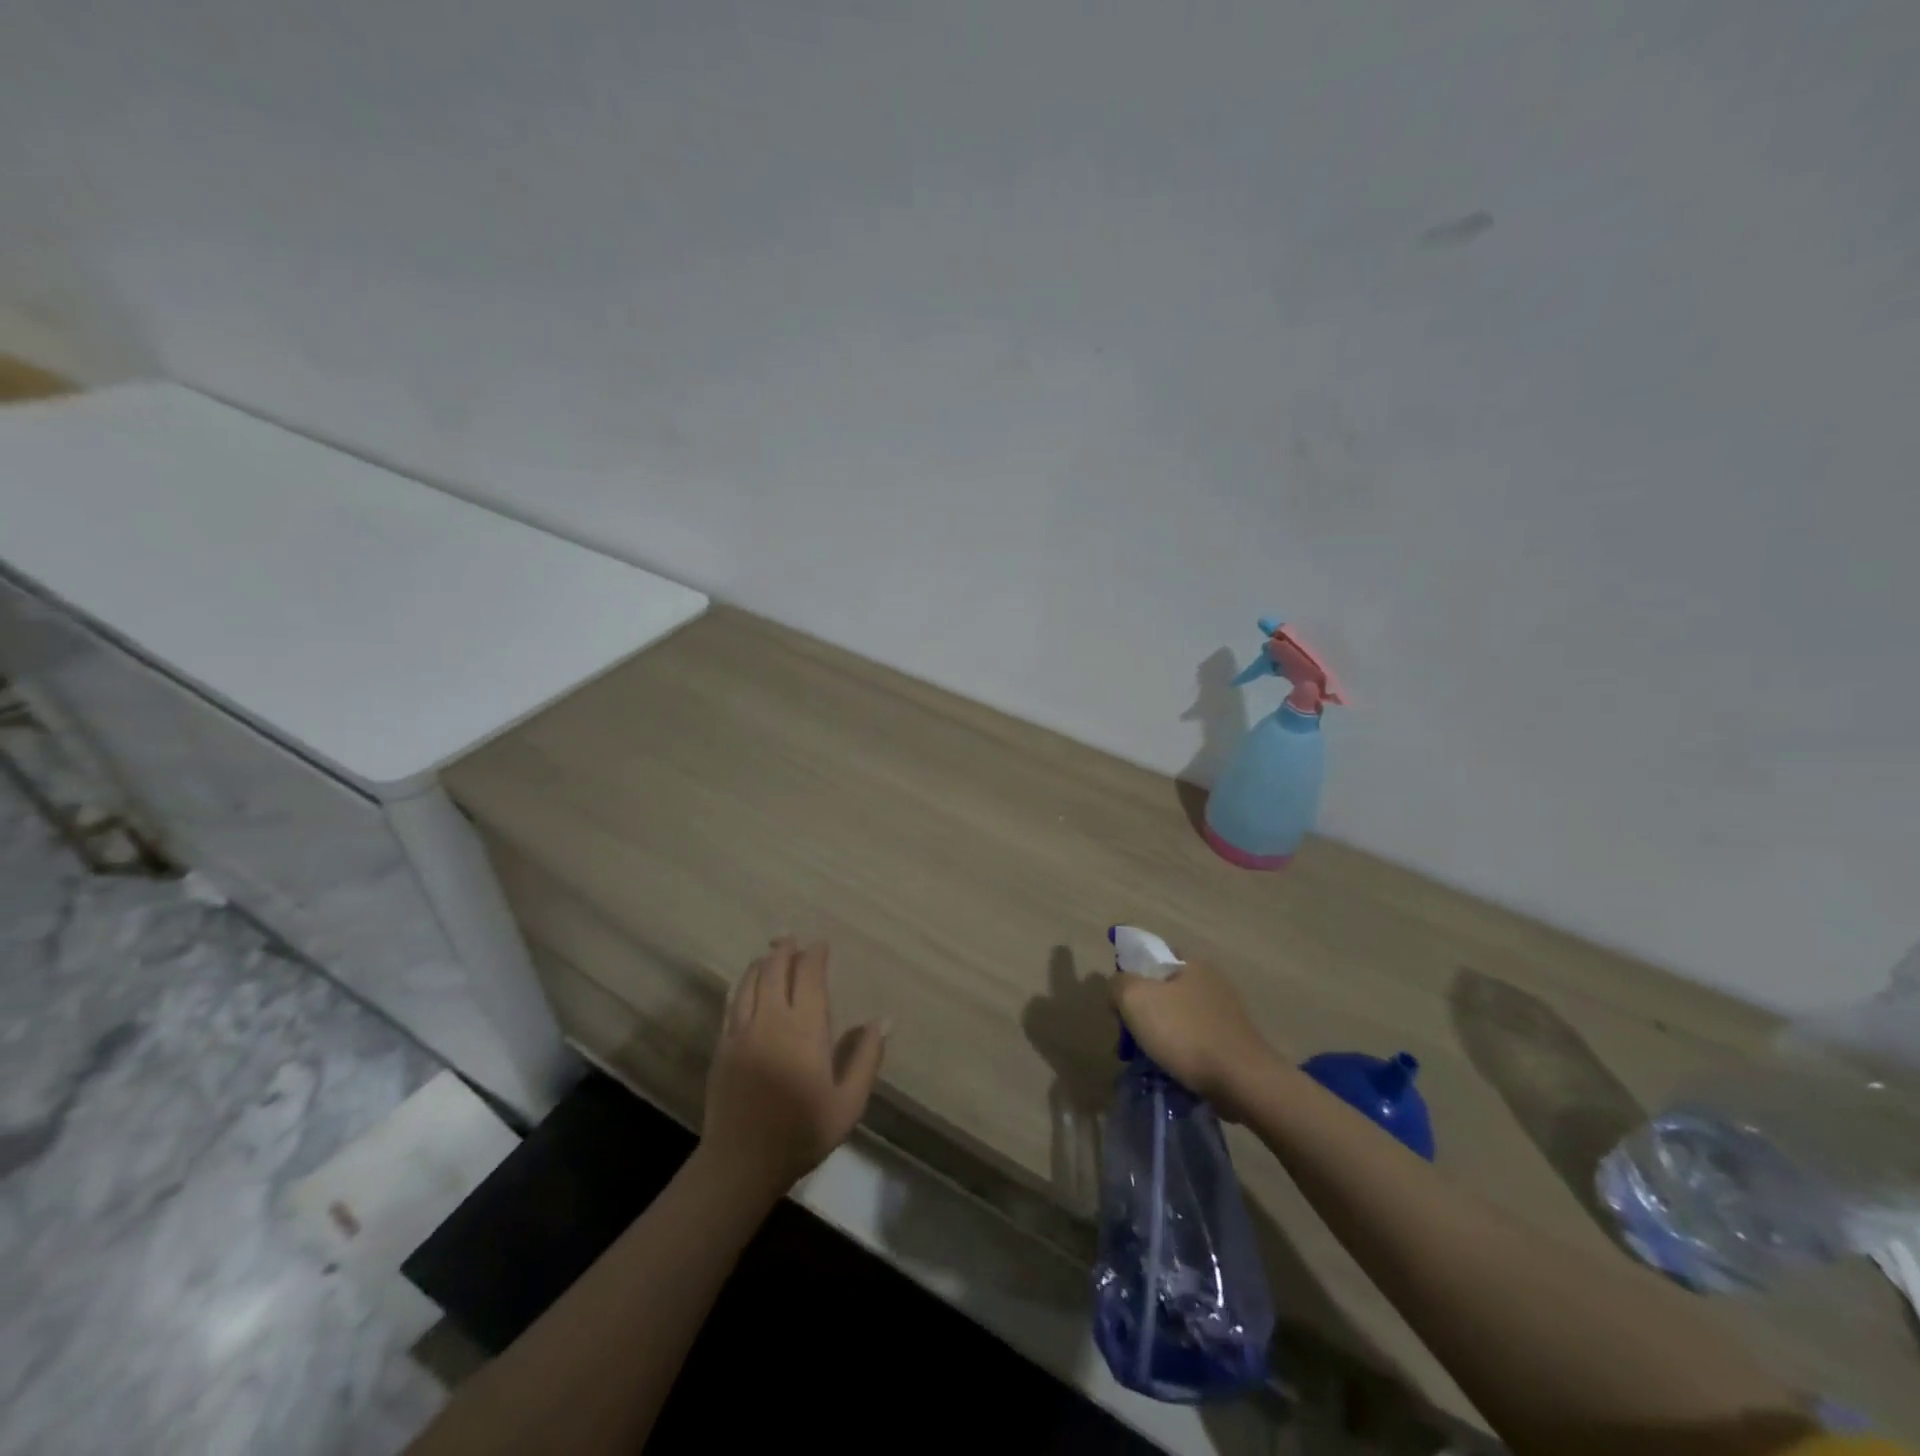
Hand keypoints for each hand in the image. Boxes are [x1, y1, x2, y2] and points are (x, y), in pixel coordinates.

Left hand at [700, 938, 886, 1200]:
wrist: (741, 1163)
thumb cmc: (802, 1132)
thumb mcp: (848, 1103)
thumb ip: (866, 1057)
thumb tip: (885, 1019)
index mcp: (805, 1028)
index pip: (809, 976)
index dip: (815, 956)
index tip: (821, 945)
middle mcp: (772, 1019)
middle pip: (776, 970)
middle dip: (784, 949)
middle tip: (790, 936)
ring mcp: (743, 1031)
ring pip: (750, 982)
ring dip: (762, 963)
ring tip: (770, 952)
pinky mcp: (723, 1046)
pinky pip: (732, 1002)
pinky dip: (742, 984)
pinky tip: (746, 983)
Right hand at [1110, 959, 1278, 1119]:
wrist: (1241, 1082)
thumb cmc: (1185, 1033)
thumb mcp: (1135, 998)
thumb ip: (1118, 984)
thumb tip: (1119, 988)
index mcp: (1192, 963)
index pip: (1152, 957)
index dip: (1130, 976)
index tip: (1120, 1004)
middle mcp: (1212, 981)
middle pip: (1162, 990)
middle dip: (1141, 1013)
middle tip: (1127, 1038)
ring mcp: (1225, 1013)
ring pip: (1176, 1018)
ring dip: (1158, 1035)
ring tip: (1145, 1060)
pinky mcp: (1232, 1042)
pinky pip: (1193, 1040)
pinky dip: (1178, 1052)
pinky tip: (1169, 1069)